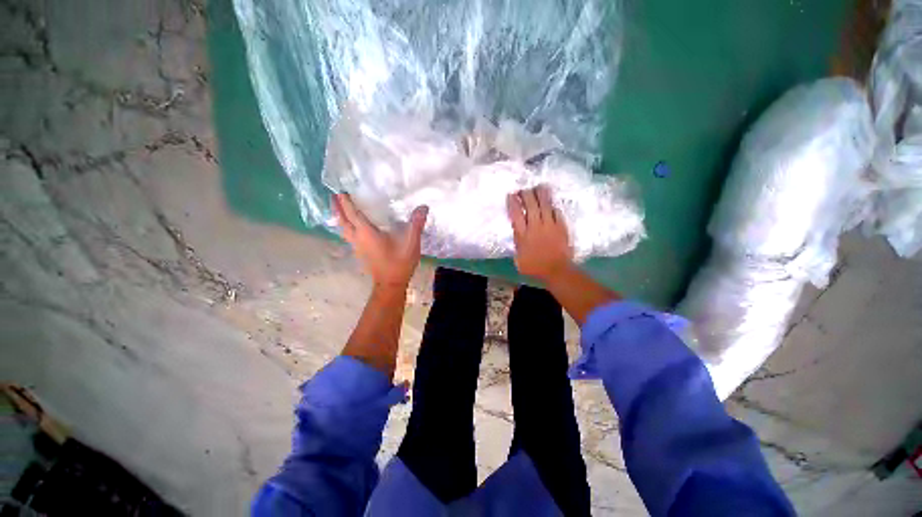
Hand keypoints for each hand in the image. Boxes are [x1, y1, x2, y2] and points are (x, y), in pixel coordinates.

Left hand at [333, 193, 428, 287]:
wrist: (391, 284)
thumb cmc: (399, 263)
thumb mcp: (411, 243)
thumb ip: (416, 224)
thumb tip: (423, 207)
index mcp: (367, 233)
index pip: (353, 214)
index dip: (346, 202)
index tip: (341, 190)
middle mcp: (358, 238)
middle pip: (343, 221)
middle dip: (337, 208)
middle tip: (333, 196)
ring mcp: (357, 247)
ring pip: (343, 230)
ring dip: (340, 218)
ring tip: (338, 209)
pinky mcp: (360, 253)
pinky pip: (348, 236)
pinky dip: (346, 227)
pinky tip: (351, 227)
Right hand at [506, 185, 573, 280]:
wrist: (556, 270)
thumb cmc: (534, 267)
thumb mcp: (519, 258)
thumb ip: (518, 242)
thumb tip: (517, 231)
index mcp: (523, 234)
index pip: (516, 213)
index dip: (513, 202)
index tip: (511, 195)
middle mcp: (535, 226)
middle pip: (530, 205)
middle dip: (526, 194)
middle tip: (523, 190)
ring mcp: (550, 225)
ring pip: (545, 204)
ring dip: (541, 194)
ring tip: (539, 187)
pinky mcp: (561, 226)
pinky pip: (557, 211)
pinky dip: (553, 205)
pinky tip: (551, 202)